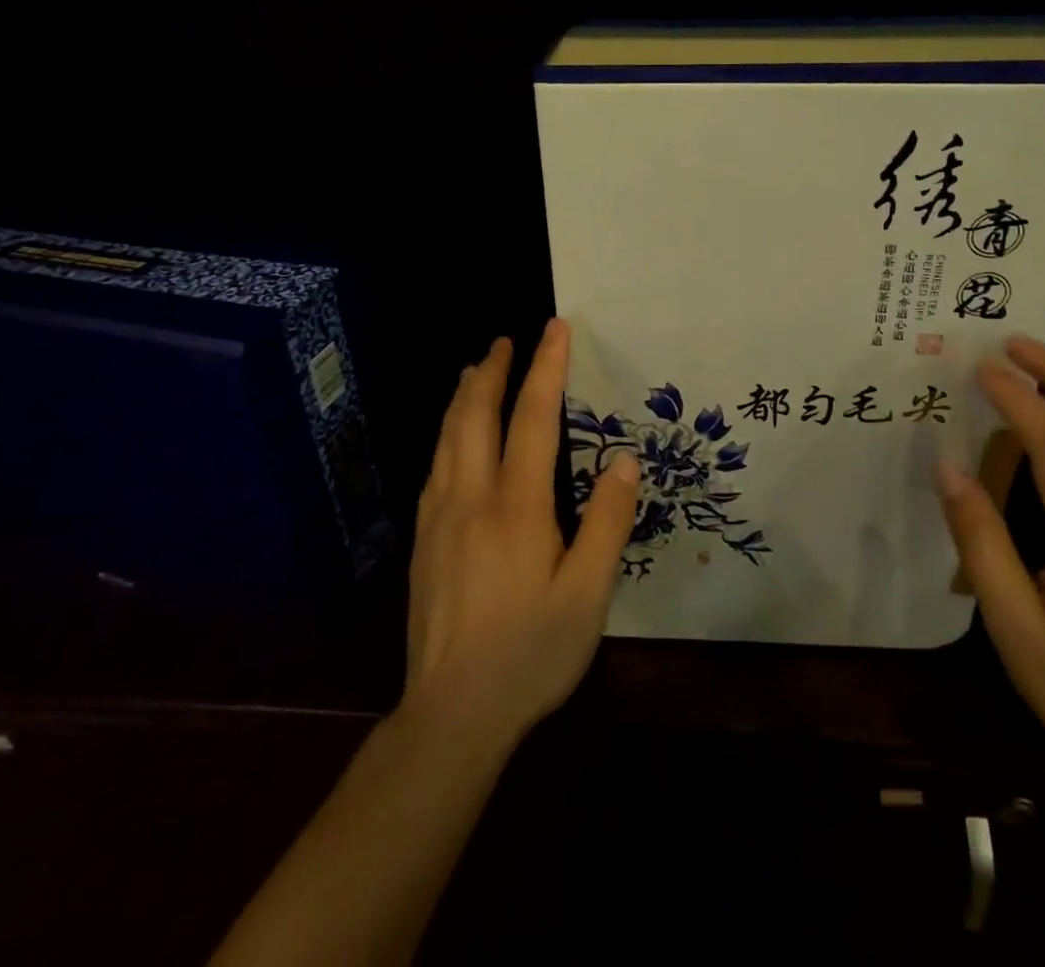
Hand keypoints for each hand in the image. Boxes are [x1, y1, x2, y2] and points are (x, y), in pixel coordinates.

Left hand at [402, 318, 639, 748]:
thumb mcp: (588, 596)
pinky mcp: (422, 541)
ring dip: (463, 396)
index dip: (546, 369)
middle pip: (475, 415)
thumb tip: (622, 461)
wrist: (451, 714)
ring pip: (447, 438)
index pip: (533, 419)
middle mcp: (471, 498)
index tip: (554, 329)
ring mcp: (439, 518)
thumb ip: (607, 523)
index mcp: (517, 506)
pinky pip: (434, 467)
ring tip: (474, 370)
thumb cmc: (530, 653)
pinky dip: (447, 433)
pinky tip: (451, 438)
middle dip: (491, 371)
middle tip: (504, 339)